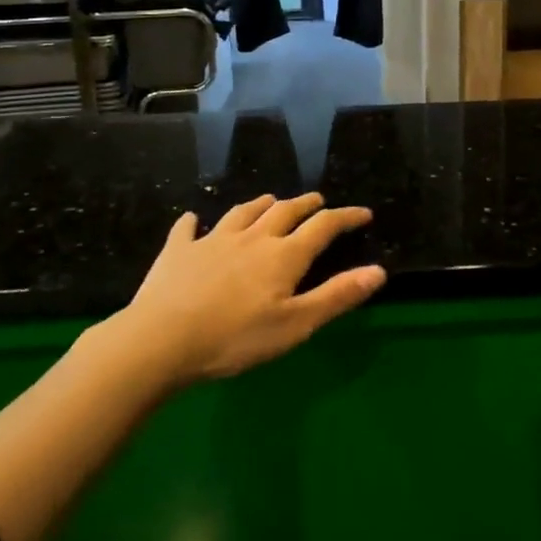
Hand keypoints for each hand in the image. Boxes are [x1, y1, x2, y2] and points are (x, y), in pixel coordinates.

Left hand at [115, 192, 384, 385]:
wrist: (161, 339)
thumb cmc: (235, 337)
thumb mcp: (295, 324)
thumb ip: (337, 296)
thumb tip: (379, 270)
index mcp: (283, 255)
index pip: (323, 226)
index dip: (346, 217)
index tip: (363, 213)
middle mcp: (252, 238)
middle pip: (284, 211)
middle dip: (305, 204)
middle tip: (318, 201)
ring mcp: (212, 240)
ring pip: (243, 212)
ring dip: (261, 204)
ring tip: (270, 201)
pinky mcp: (178, 251)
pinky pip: (188, 228)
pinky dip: (193, 222)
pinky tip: (193, 219)